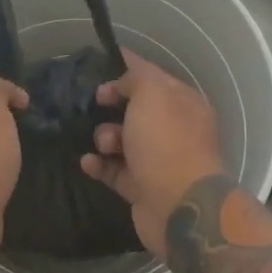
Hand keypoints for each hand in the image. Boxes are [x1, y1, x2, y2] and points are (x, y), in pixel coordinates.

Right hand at [80, 52, 226, 255]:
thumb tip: (119, 84)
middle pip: (136, 110)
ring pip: (123, 141)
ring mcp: (159, 161)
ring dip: (105, 137)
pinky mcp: (142, 188)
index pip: (153, 77)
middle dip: (113, 106)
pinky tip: (87, 162)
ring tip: (104, 144)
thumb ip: (135, 78)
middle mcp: (174, 130)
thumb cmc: (167, 142)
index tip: (100, 66)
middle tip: (97, 104)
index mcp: (183, 103)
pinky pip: (115, 170)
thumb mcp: (152, 94)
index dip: (127, 69)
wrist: (180, 206)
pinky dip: (100, 165)